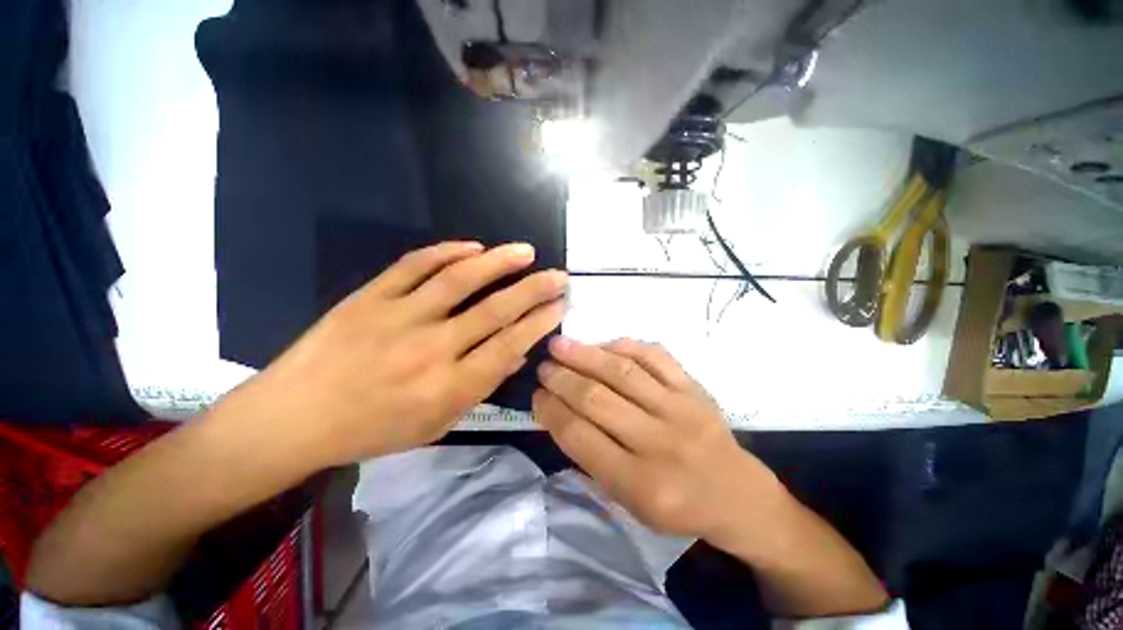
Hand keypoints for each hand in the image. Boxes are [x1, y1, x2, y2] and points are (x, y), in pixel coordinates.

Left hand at [228, 242, 566, 467]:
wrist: (294, 418)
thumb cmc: (373, 430)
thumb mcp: (437, 424)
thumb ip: (482, 387)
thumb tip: (518, 354)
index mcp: (449, 387)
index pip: (509, 345)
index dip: (540, 322)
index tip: (561, 305)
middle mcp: (431, 349)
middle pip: (495, 310)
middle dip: (535, 290)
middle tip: (559, 275)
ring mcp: (398, 317)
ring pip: (460, 280)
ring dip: (499, 262)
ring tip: (525, 251)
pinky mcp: (370, 297)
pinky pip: (414, 265)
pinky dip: (447, 252)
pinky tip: (473, 246)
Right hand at [534, 338, 788, 548]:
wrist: (737, 494)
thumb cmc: (676, 506)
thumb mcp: (628, 503)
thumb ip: (592, 459)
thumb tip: (559, 413)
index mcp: (640, 484)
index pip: (580, 437)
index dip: (551, 410)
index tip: (536, 394)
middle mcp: (659, 443)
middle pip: (597, 399)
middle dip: (562, 379)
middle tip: (544, 366)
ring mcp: (680, 409)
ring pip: (622, 372)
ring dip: (585, 355)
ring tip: (560, 344)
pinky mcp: (694, 388)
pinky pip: (655, 356)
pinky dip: (625, 346)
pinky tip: (603, 342)